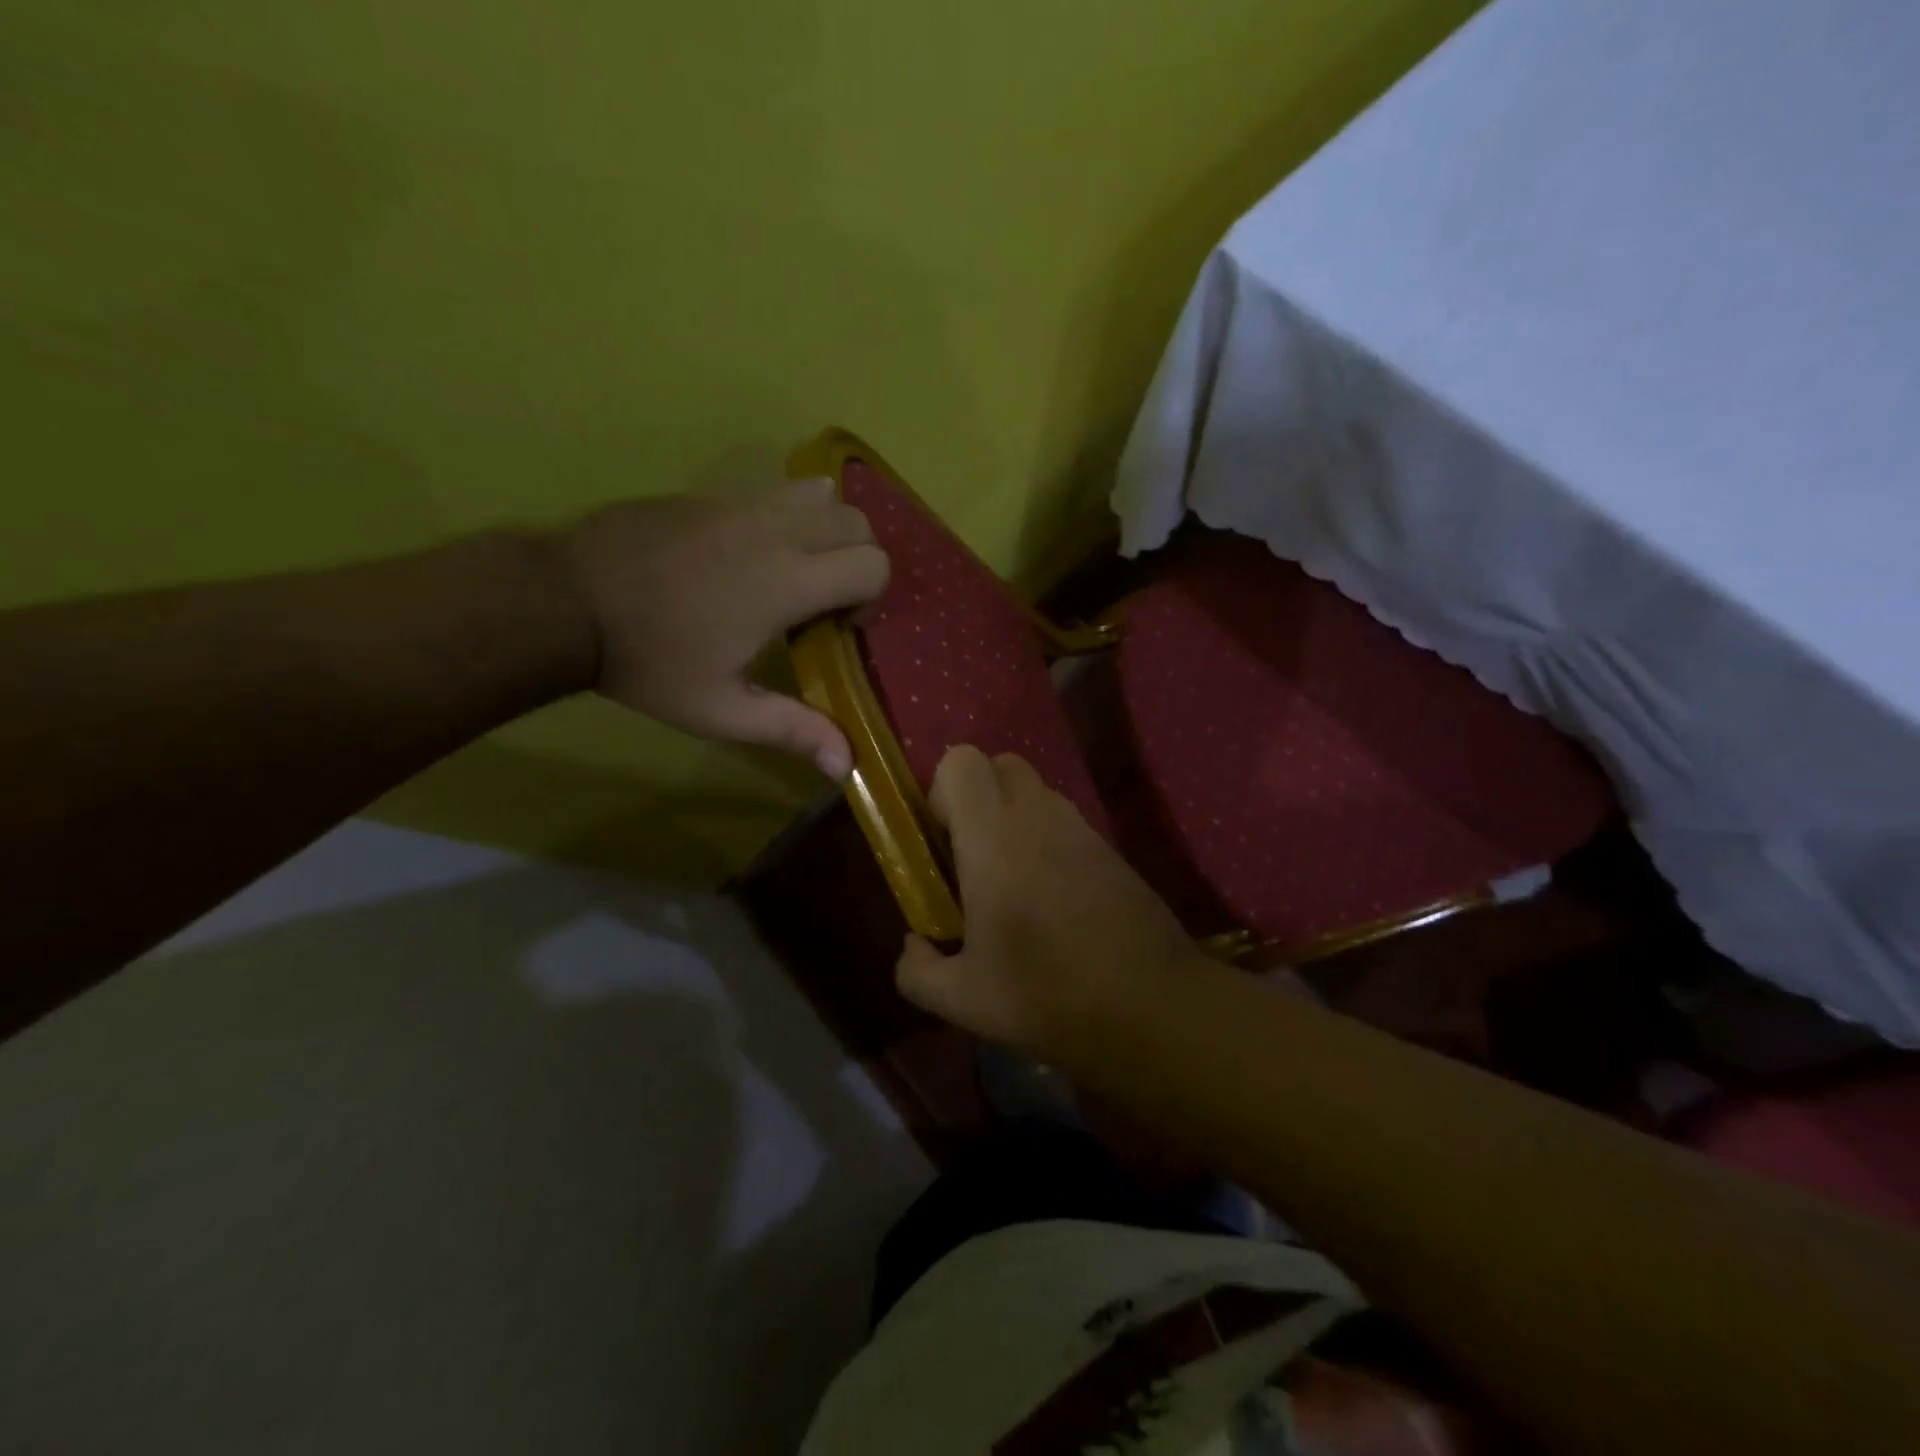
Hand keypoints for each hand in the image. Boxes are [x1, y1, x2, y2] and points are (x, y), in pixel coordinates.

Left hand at [564, 479, 886, 775]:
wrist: (564, 601)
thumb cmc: (649, 662)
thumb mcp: (721, 711)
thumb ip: (792, 730)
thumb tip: (846, 765)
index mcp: (787, 582)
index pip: (874, 564)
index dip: (870, 598)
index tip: (836, 628)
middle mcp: (776, 531)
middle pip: (858, 523)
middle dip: (859, 560)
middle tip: (823, 601)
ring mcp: (741, 504)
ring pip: (822, 496)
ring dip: (829, 531)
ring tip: (798, 570)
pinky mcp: (711, 494)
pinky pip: (777, 491)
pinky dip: (791, 515)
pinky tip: (754, 554)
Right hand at [894, 745, 1201, 1066]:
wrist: (1153, 1007)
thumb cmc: (1047, 996)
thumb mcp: (964, 1000)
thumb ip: (917, 971)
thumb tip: (913, 946)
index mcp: (994, 837)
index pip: (961, 761)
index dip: (942, 793)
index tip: (943, 844)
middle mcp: (1039, 815)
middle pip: (1000, 764)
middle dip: (978, 797)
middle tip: (973, 856)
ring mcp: (1081, 827)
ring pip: (1036, 792)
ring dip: (1013, 818)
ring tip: (1013, 884)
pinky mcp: (1111, 847)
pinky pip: (1066, 822)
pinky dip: (1048, 841)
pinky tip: (1054, 900)